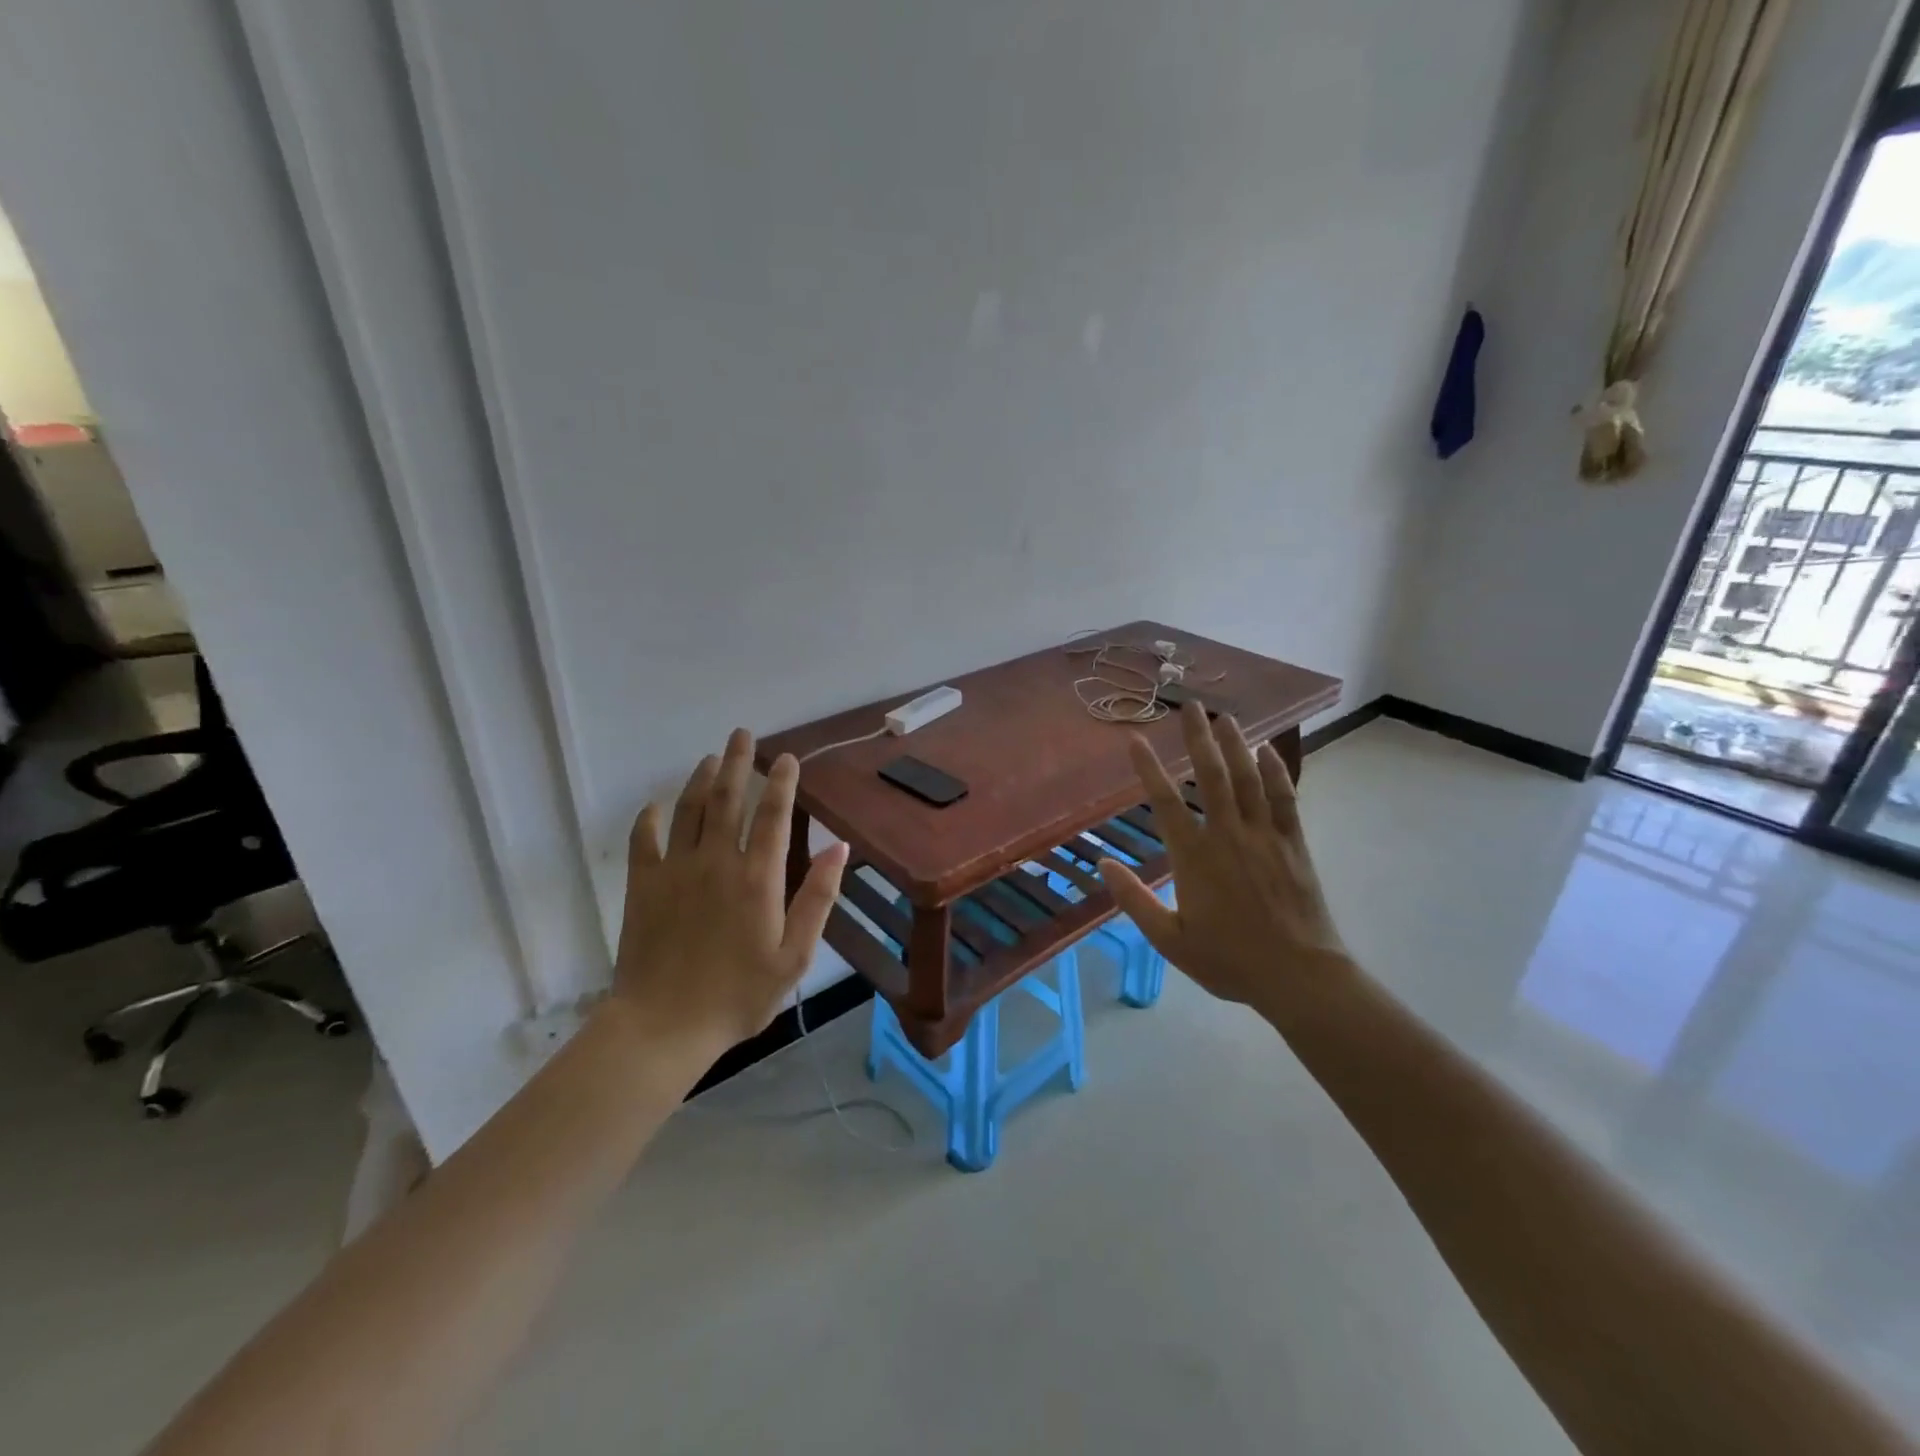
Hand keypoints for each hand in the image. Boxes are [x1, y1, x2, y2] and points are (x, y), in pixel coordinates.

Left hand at [613, 728, 848, 1051]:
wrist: (664, 1026)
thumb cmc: (738, 995)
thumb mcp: (795, 955)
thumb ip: (818, 897)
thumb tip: (838, 847)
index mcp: (758, 878)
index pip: (772, 815)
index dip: (782, 782)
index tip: (786, 758)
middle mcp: (717, 861)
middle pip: (728, 799)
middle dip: (737, 762)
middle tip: (741, 734)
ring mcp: (675, 870)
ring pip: (689, 810)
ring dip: (700, 780)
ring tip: (710, 758)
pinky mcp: (642, 886)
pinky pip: (644, 840)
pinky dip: (650, 818)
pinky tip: (656, 806)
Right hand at [1099, 703, 1349, 1012]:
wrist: (1299, 976)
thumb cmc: (1229, 960)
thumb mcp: (1171, 940)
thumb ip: (1134, 900)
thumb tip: (1103, 865)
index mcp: (1194, 858)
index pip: (1165, 802)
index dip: (1148, 768)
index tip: (1137, 739)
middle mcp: (1228, 835)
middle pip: (1210, 775)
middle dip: (1198, 738)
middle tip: (1191, 706)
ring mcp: (1264, 835)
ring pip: (1247, 779)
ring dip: (1235, 745)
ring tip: (1226, 717)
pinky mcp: (1293, 843)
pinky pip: (1284, 798)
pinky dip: (1275, 772)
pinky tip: (1268, 752)